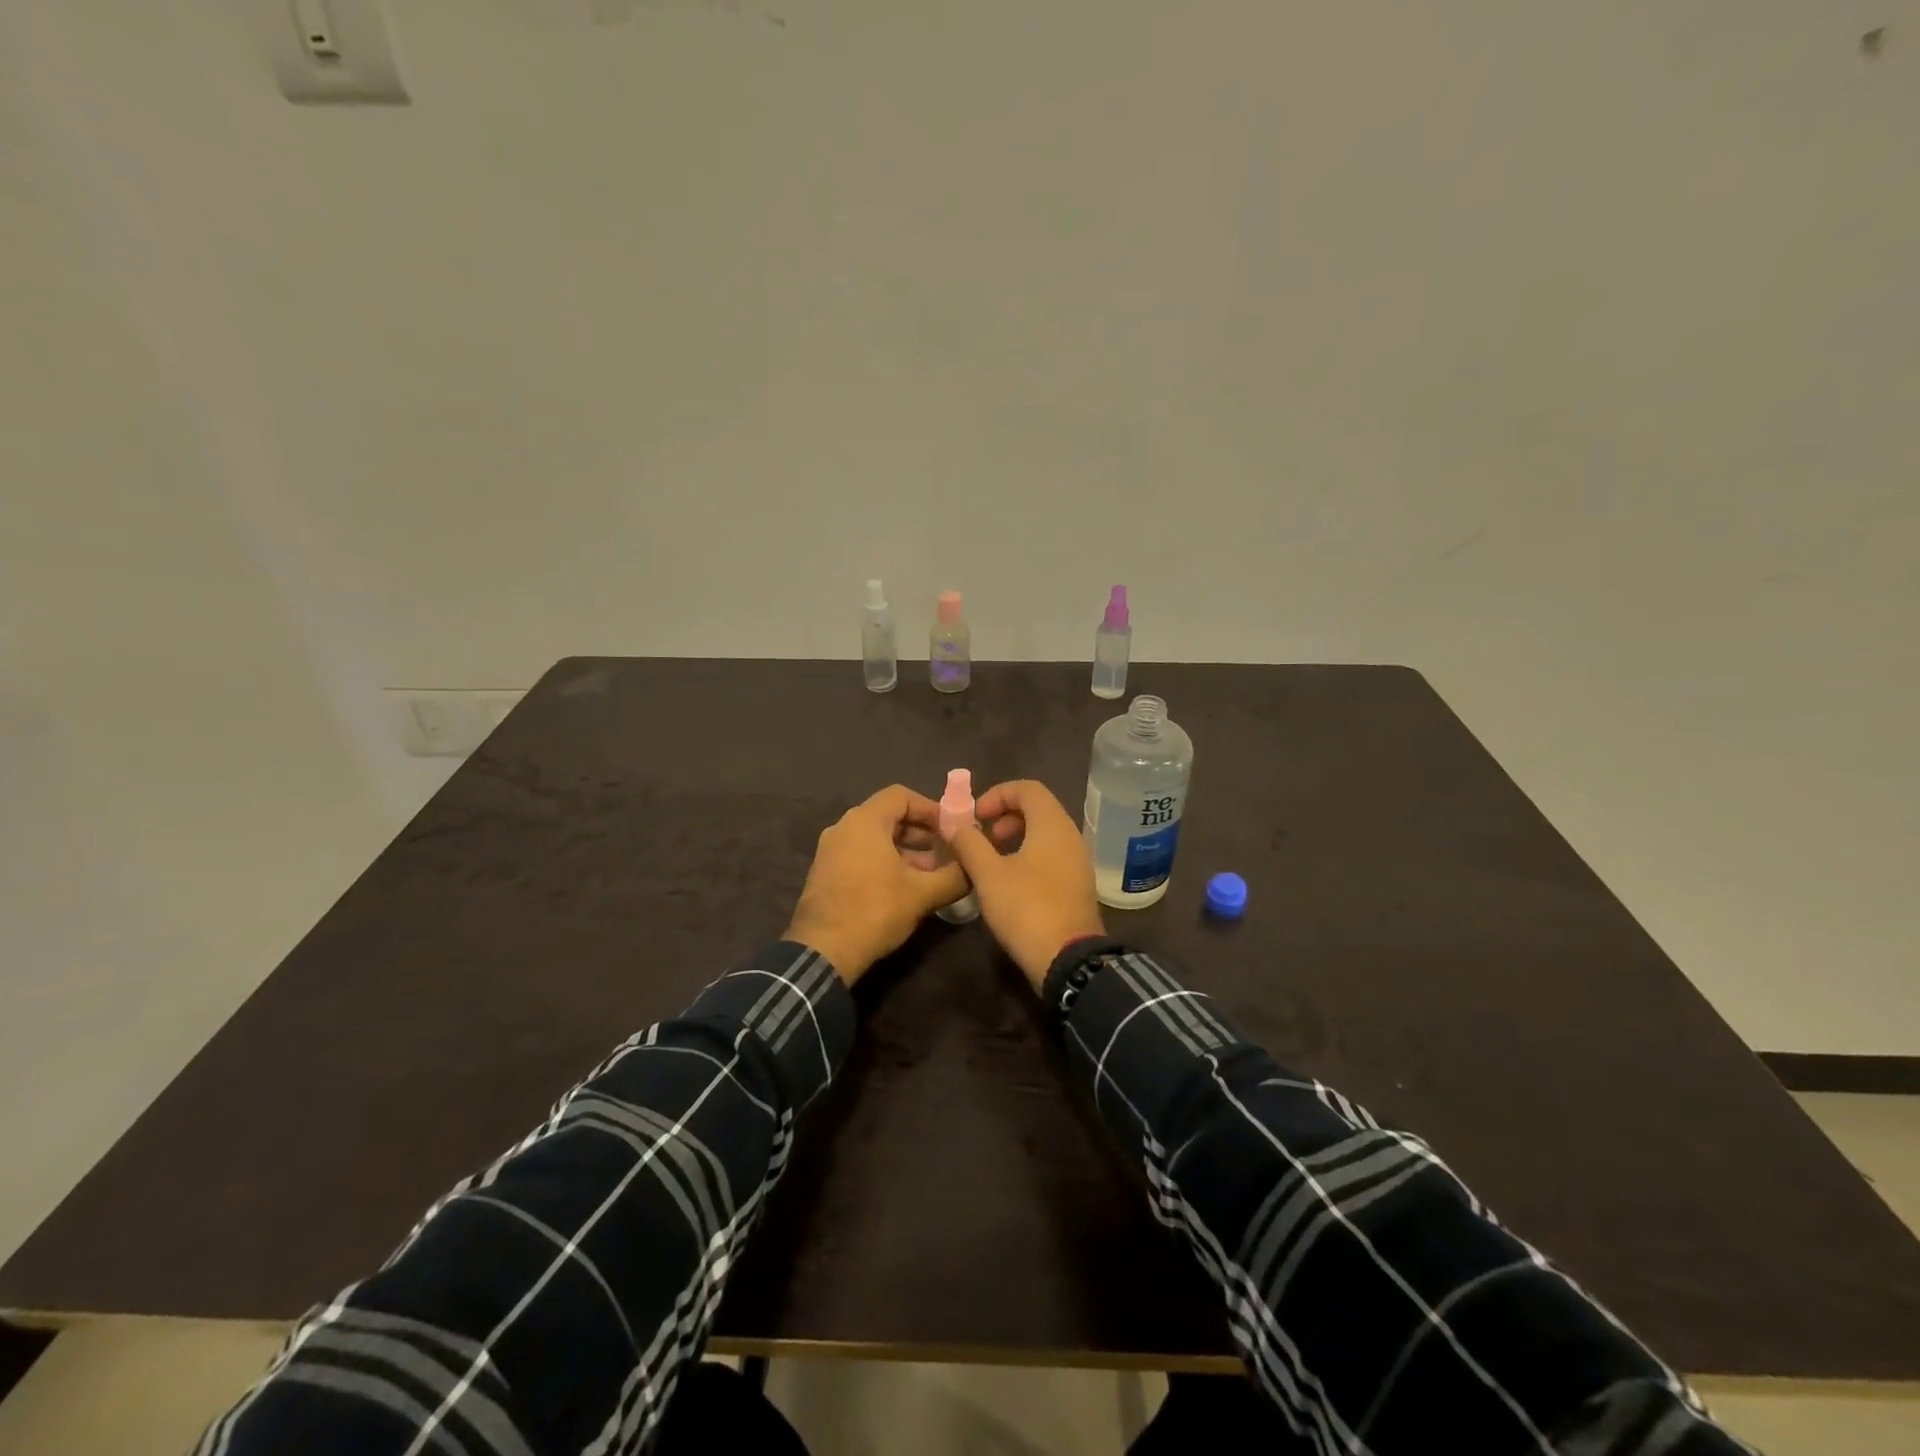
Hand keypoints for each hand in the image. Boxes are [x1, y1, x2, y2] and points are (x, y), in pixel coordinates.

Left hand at [785, 785, 969, 984]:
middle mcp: (843, 828)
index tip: (951, 829)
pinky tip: (905, 887)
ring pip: (875, 838)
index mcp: (864, 821)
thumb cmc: (875, 911)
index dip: (930, 808)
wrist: (823, 952)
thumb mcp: (923, 893)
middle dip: (921, 832)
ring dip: (906, 850)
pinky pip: (861, 854)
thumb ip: (955, 876)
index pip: (901, 796)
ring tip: (932, 873)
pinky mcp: (826, 873)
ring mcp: (830, 851)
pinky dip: (885, 861)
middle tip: (946, 852)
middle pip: (889, 816)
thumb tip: (975, 870)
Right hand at [940, 780, 1104, 990]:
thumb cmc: (1026, 908)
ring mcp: (1078, 860)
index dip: (997, 795)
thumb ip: (969, 843)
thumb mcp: (988, 874)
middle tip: (982, 837)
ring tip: (992, 858)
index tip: (975, 817)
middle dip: (1005, 816)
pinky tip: (1010, 880)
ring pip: (1045, 832)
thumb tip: (952, 822)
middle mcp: (1071, 835)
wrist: (1068, 959)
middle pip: (1038, 808)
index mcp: (1052, 824)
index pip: (1027, 788)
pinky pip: (1053, 853)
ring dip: (1017, 836)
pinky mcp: (1078, 883)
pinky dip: (1030, 853)